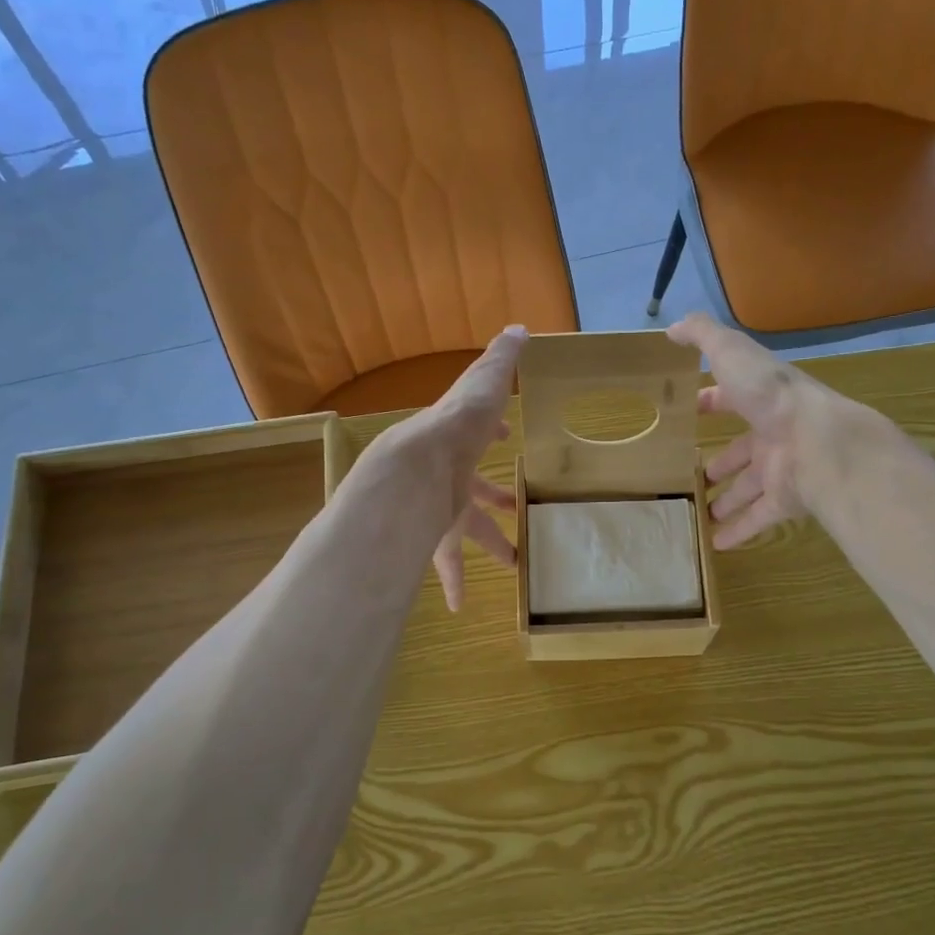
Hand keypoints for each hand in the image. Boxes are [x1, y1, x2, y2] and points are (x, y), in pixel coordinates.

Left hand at [395, 326, 526, 610]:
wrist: (415, 469)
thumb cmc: (458, 427)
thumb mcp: (484, 385)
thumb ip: (500, 360)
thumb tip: (519, 328)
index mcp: (461, 442)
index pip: (479, 435)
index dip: (493, 433)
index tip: (506, 438)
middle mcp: (449, 476)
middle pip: (474, 490)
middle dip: (494, 499)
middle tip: (514, 509)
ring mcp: (441, 509)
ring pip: (466, 533)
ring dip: (490, 546)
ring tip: (513, 564)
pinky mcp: (435, 539)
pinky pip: (447, 567)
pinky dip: (453, 585)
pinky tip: (459, 606)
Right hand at [667, 312, 834, 548]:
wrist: (816, 440)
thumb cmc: (769, 395)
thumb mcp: (731, 353)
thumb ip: (702, 336)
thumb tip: (672, 326)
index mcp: (761, 399)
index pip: (732, 399)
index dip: (711, 404)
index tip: (690, 414)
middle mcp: (772, 433)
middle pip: (743, 450)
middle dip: (721, 461)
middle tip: (698, 475)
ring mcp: (781, 469)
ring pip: (749, 487)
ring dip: (728, 498)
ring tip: (703, 512)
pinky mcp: (785, 500)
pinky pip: (759, 518)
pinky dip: (739, 530)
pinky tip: (716, 543)